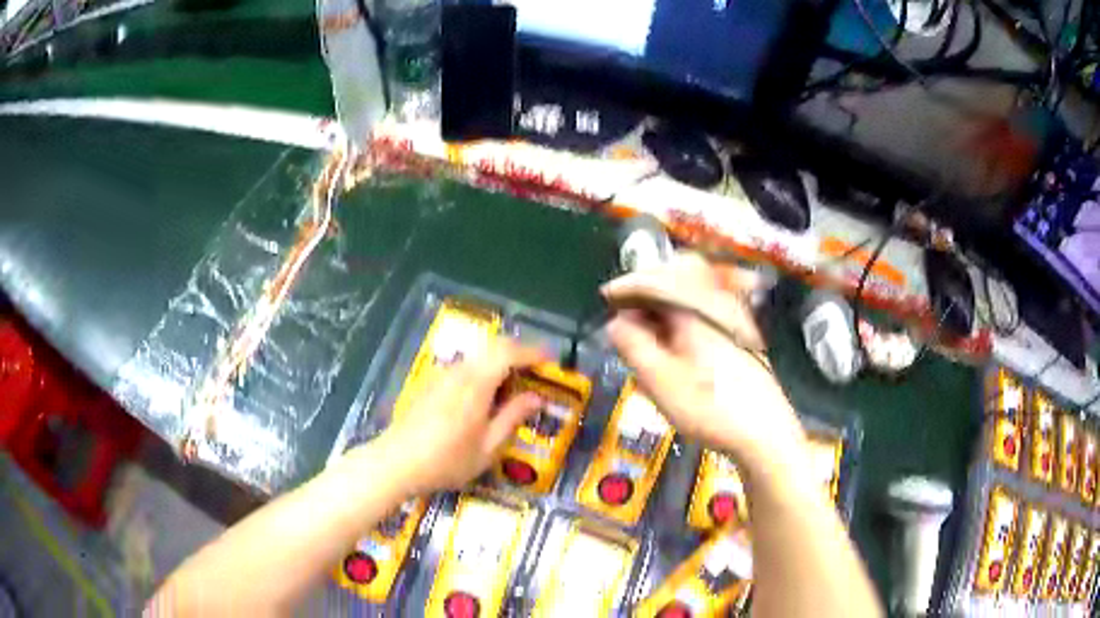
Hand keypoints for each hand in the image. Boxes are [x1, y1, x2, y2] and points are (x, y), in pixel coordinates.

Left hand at [375, 337, 546, 494]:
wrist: (396, 462)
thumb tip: (536, 397)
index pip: (509, 352)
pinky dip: (481, 372)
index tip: (551, 361)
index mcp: (476, 383)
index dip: (533, 352)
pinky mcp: (429, 383)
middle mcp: (458, 371)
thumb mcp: (488, 447)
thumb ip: (512, 417)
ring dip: (498, 363)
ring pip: (477, 357)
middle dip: (518, 353)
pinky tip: (482, 398)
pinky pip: (463, 368)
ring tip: (512, 388)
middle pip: (492, 347)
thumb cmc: (447, 460)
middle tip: (535, 371)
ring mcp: (440, 375)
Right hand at [603, 252, 804, 466]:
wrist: (764, 434)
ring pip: (694, 291)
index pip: (657, 277)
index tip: (606, 298)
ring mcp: (735, 316)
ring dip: (667, 302)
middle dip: (650, 287)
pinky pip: (707, 308)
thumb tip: (617, 323)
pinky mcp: (742, 334)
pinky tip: (677, 345)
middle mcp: (719, 302)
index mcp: (697, 307)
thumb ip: (633, 346)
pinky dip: (684, 316)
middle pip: (680, 273)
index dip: (628, 285)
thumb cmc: (710, 407)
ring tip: (649, 331)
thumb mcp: (660, 381)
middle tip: (629, 311)